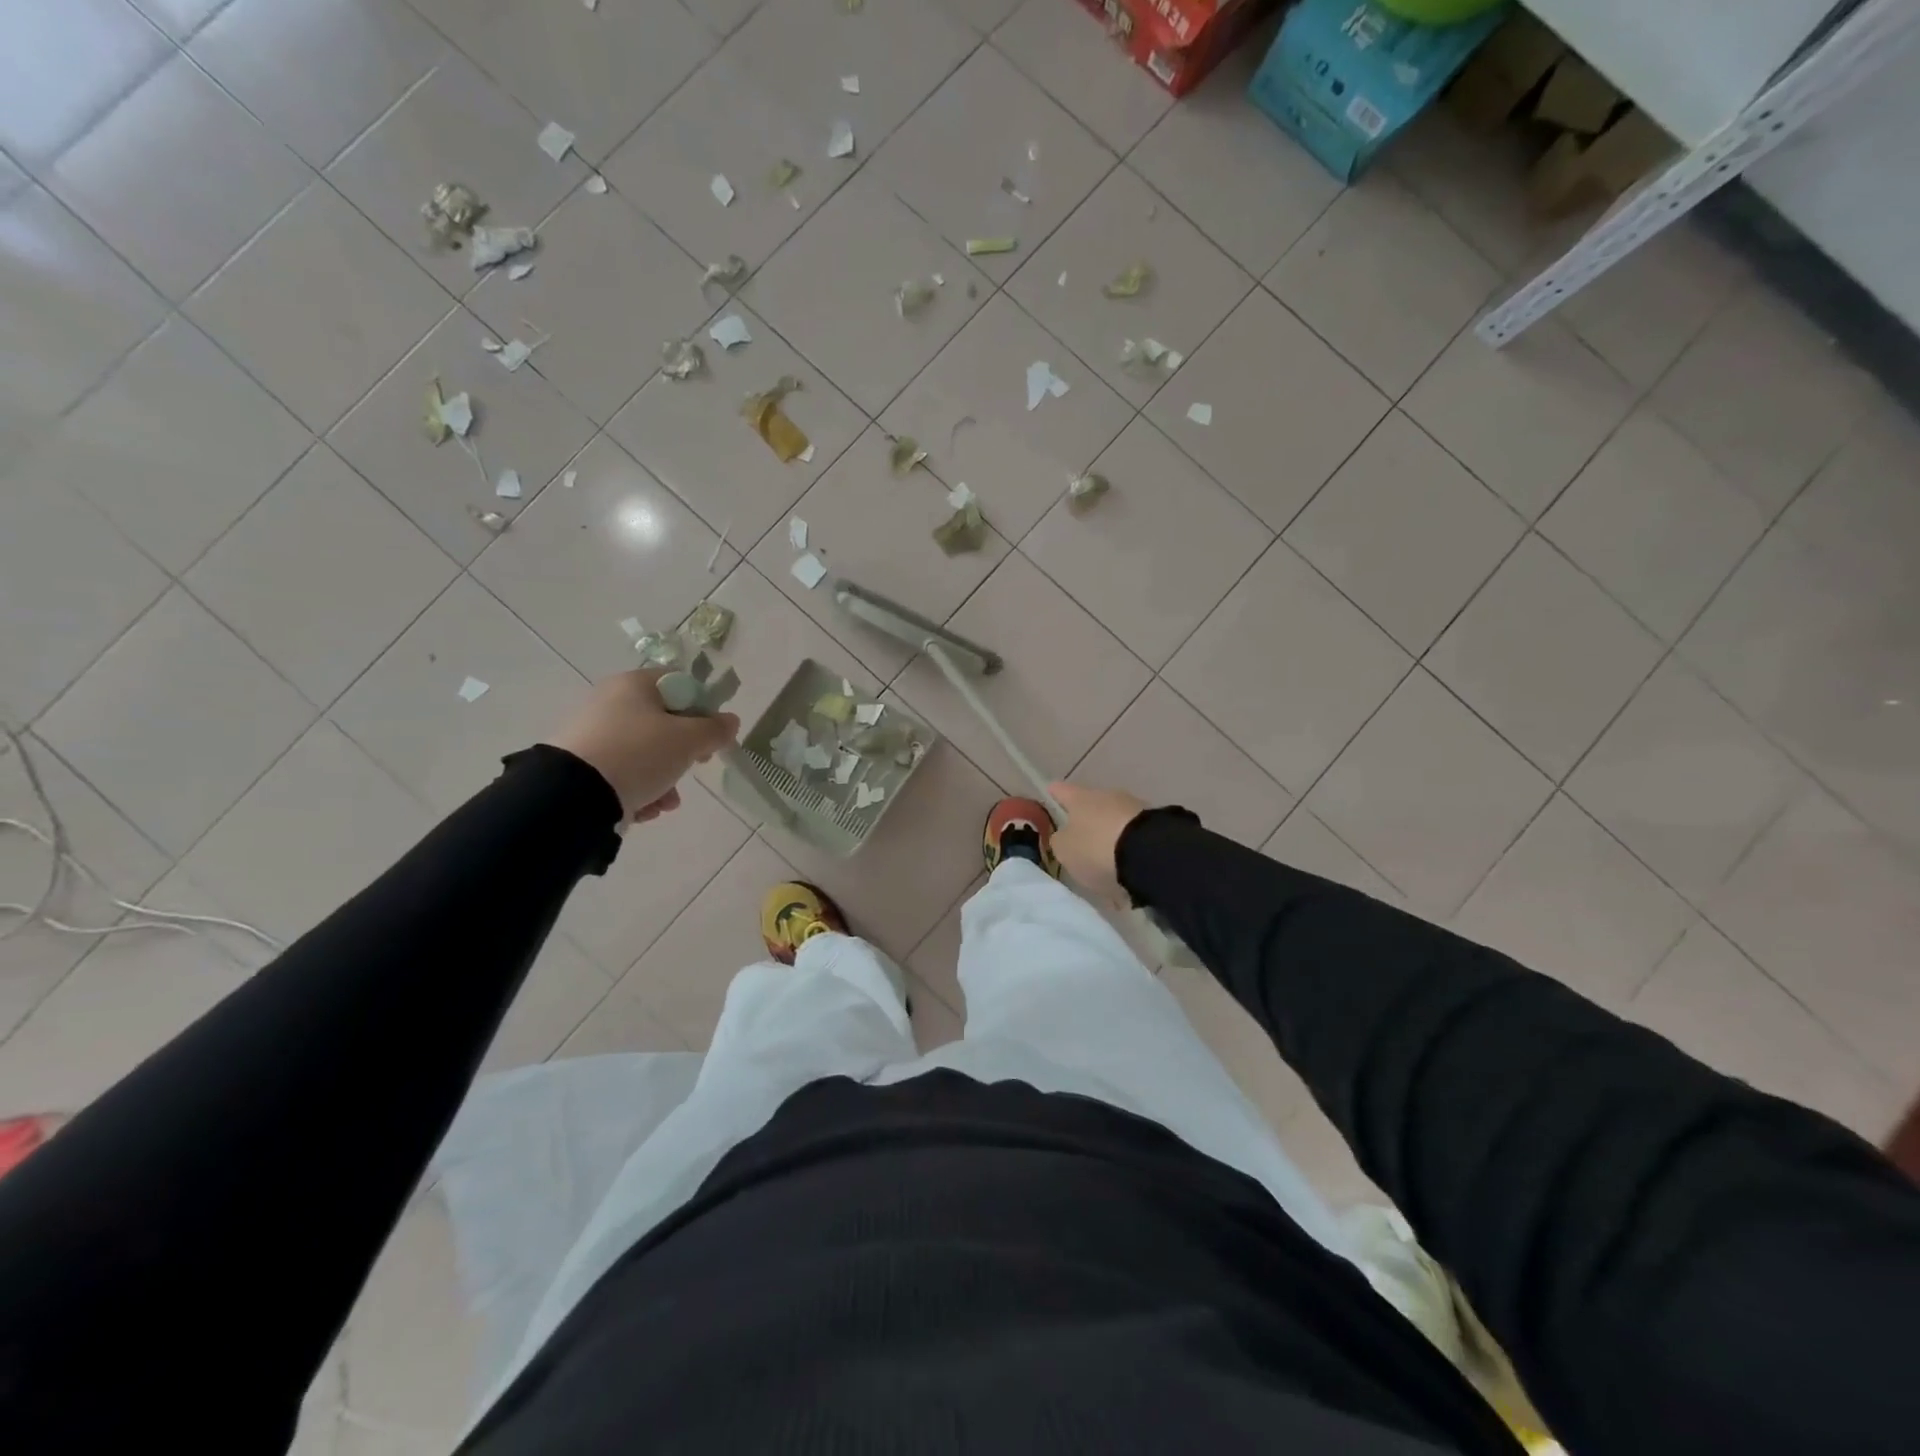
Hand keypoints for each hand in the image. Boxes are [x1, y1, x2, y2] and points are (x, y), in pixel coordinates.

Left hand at [547, 669, 739, 822]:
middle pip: (663, 722)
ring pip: (644, 752)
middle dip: (683, 752)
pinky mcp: (580, 764)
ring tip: (666, 802)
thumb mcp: (688, 740)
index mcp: (634, 684)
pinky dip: (638, 789)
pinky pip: (621, 772)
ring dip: (664, 778)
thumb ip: (715, 729)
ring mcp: (592, 733)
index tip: (710, 736)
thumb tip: (730, 721)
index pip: (680, 684)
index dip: (702, 709)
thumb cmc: (639, 754)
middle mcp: (610, 701)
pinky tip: (644, 808)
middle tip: (694, 766)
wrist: (573, 795)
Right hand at [1049, 781, 1148, 906]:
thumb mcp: (1065, 850)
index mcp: (1081, 798)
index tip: (1050, 791)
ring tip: (1107, 869)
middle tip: (1081, 845)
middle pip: (1092, 807)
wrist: (1150, 855)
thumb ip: (1061, 842)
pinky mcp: (1157, 827)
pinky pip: (1135, 841)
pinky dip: (1129, 855)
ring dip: (1110, 841)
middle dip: (1087, 823)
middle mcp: (1108, 797)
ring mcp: (1135, 809)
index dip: (1055, 793)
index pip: (1062, 791)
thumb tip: (1065, 837)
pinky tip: (1127, 876)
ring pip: (1116, 824)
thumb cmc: (1096, 848)